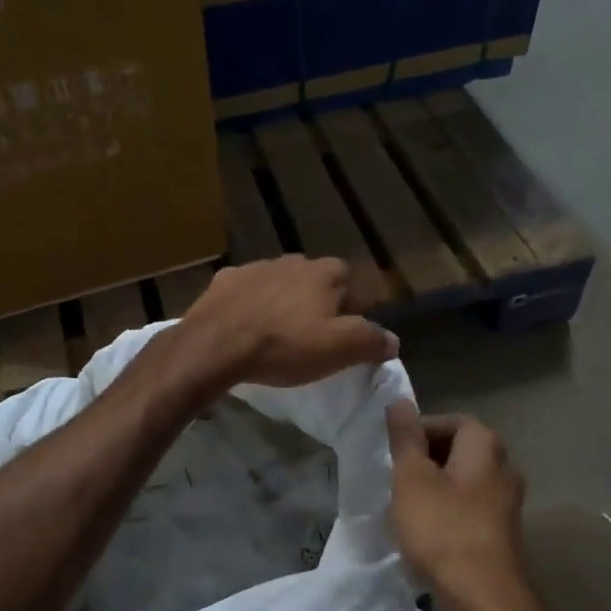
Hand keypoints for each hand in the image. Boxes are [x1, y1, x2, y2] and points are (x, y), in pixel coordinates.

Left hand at [178, 256, 397, 388]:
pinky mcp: (225, 280)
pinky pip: (246, 291)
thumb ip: (371, 341)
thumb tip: (393, 340)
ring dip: (281, 302)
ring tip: (275, 333)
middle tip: (308, 336)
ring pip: (279, 283)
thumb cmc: (285, 346)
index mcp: (326, 273)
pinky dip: (249, 304)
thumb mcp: (339, 350)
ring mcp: (256, 267)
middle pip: (314, 281)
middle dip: (315, 303)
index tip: (341, 336)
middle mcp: (293, 260)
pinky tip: (244, 326)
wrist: (217, 345)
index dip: (350, 310)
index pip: (350, 284)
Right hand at [387, 400, 528, 609]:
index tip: (392, 452)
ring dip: (433, 488)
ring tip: (404, 507)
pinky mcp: (502, 532)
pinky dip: (446, 512)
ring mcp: (507, 503)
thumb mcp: (411, 478)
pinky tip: (425, 533)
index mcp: (485, 446)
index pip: (450, 421)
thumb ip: (405, 438)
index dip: (419, 431)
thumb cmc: (442, 529)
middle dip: (424, 460)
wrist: (483, 597)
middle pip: (458, 451)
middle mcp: (504, 467)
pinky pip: (468, 508)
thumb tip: (400, 401)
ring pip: (462, 481)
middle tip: (394, 478)